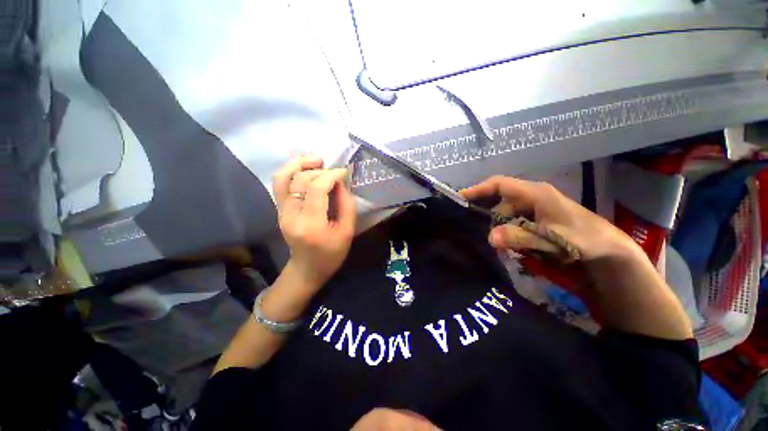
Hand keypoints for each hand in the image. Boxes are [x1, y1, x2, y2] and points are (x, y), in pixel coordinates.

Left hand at [272, 156, 356, 291]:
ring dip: (299, 164)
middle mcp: (291, 216)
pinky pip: (280, 184)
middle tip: (334, 172)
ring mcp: (281, 212)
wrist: (307, 269)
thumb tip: (340, 182)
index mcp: (312, 225)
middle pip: (300, 181)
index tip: (343, 172)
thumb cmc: (332, 254)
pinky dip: (291, 171)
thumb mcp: (347, 231)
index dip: (331, 175)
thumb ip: (346, 204)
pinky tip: (305, 168)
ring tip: (316, 161)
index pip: (317, 189)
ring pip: (283, 177)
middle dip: (320, 171)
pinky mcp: (279, 210)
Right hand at [461, 176, 637, 260]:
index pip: (499, 184)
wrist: (607, 250)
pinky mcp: (534, 219)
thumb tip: (489, 237)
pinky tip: (504, 243)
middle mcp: (531, 197)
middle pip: (499, 201)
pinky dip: (505, 231)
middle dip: (486, 215)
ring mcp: (532, 208)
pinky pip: (512, 222)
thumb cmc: (583, 239)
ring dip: (497, 227)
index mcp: (535, 193)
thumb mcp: (551, 238)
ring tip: (491, 241)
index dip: (478, 189)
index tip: (460, 197)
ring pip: (504, 214)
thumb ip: (520, 237)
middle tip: (474, 229)